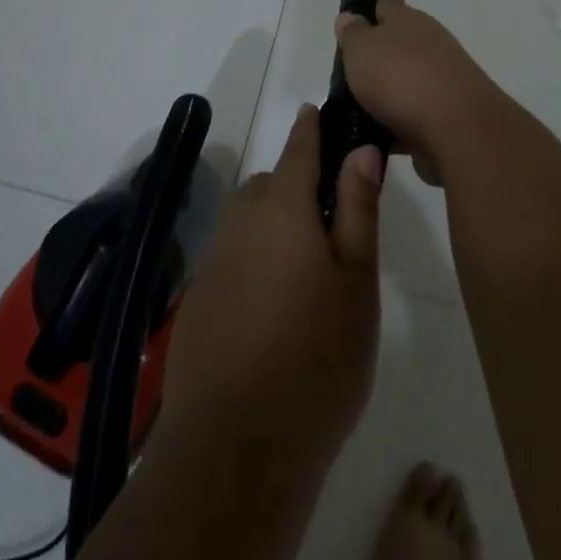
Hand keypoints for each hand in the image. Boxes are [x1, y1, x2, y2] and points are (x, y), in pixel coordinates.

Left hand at [160, 106, 381, 466]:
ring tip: (306, 267)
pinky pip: (232, 255)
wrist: (237, 447)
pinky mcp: (198, 299)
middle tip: (332, 222)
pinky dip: (253, 258)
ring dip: (274, 223)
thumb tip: (362, 149)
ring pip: (248, 220)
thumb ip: (358, 209)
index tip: (319, 112)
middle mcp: (241, 222)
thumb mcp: (356, 280)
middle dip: (296, 185)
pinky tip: (273, 304)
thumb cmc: (318, 357)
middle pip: (270, 183)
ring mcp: (214, 261)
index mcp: (283, 208)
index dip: (311, 128)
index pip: (299, 149)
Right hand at [335, 0, 500, 177]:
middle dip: (388, 49)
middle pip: (406, 40)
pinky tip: (384, 134)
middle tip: (361, 62)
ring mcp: (444, 78)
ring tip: (365, 104)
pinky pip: (418, 113)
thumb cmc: (400, 76)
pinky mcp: (450, 113)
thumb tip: (350, 17)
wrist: (457, 126)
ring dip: (395, 88)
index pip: (392, 1)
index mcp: (407, 20)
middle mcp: (430, 43)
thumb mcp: (362, 49)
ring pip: (413, 77)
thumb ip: (353, 34)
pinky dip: (403, 120)